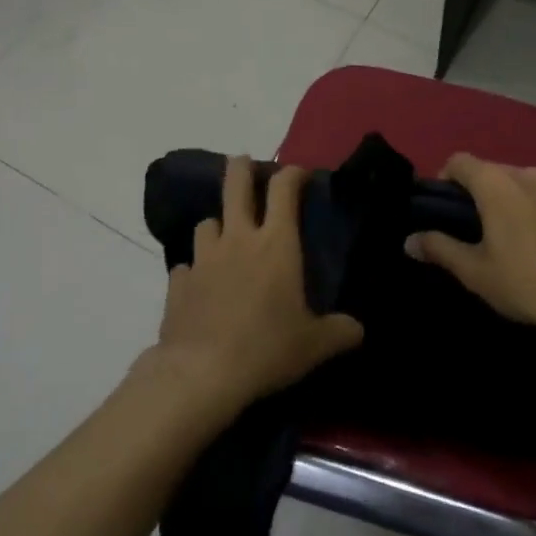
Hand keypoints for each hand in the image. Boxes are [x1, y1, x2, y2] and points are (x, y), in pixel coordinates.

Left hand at [149, 157, 363, 417]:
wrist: (201, 373)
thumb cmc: (266, 348)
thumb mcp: (314, 344)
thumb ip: (339, 332)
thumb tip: (358, 329)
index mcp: (276, 243)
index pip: (284, 189)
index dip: (293, 173)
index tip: (301, 172)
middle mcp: (238, 239)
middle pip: (235, 185)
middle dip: (242, 167)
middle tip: (246, 162)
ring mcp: (203, 258)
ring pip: (207, 222)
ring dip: (218, 225)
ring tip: (226, 237)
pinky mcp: (178, 283)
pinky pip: (187, 267)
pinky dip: (195, 270)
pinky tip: (201, 284)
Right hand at [406, 155, 535, 338]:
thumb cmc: (526, 283)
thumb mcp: (475, 272)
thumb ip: (439, 248)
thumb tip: (409, 240)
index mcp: (497, 184)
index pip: (460, 161)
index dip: (447, 179)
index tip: (446, 207)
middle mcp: (530, 174)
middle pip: (496, 173)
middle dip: (485, 194)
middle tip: (482, 228)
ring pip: (531, 185)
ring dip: (520, 201)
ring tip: (522, 237)